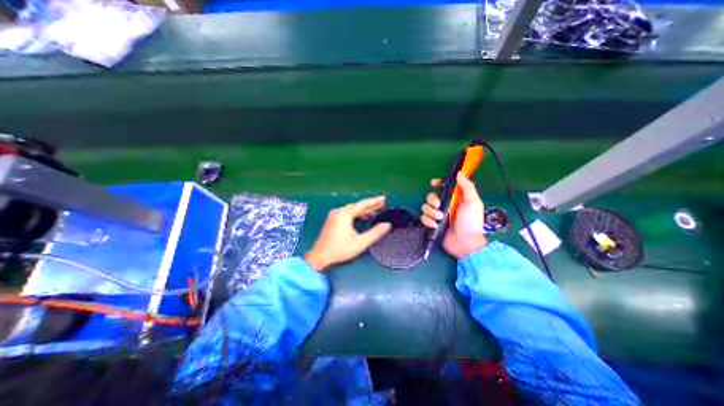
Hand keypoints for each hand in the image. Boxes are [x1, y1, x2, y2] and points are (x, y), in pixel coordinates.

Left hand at [304, 196, 393, 270]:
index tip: (383, 198)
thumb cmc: (340, 249)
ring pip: (352, 209)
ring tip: (375, 210)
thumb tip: (387, 225)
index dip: (374, 201)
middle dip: (370, 205)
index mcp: (345, 214)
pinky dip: (356, 214)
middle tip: (382, 204)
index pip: (362, 204)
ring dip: (363, 210)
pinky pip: (347, 213)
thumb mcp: (360, 242)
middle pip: (357, 206)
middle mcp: (339, 212)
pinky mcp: (332, 220)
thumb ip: (375, 233)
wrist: (320, 256)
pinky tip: (363, 217)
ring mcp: (334, 215)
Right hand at [419, 172, 485, 257]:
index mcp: (454, 199)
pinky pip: (423, 218)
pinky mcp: (432, 224)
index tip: (434, 183)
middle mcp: (444, 206)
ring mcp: (437, 215)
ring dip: (431, 212)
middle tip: (439, 205)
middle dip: (432, 200)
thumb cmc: (471, 222)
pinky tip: (435, 225)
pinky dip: (428, 221)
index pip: (443, 187)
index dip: (438, 184)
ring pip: (425, 207)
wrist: (465, 243)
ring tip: (439, 219)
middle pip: (431, 196)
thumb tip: (459, 173)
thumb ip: (467, 187)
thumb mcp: (473, 203)